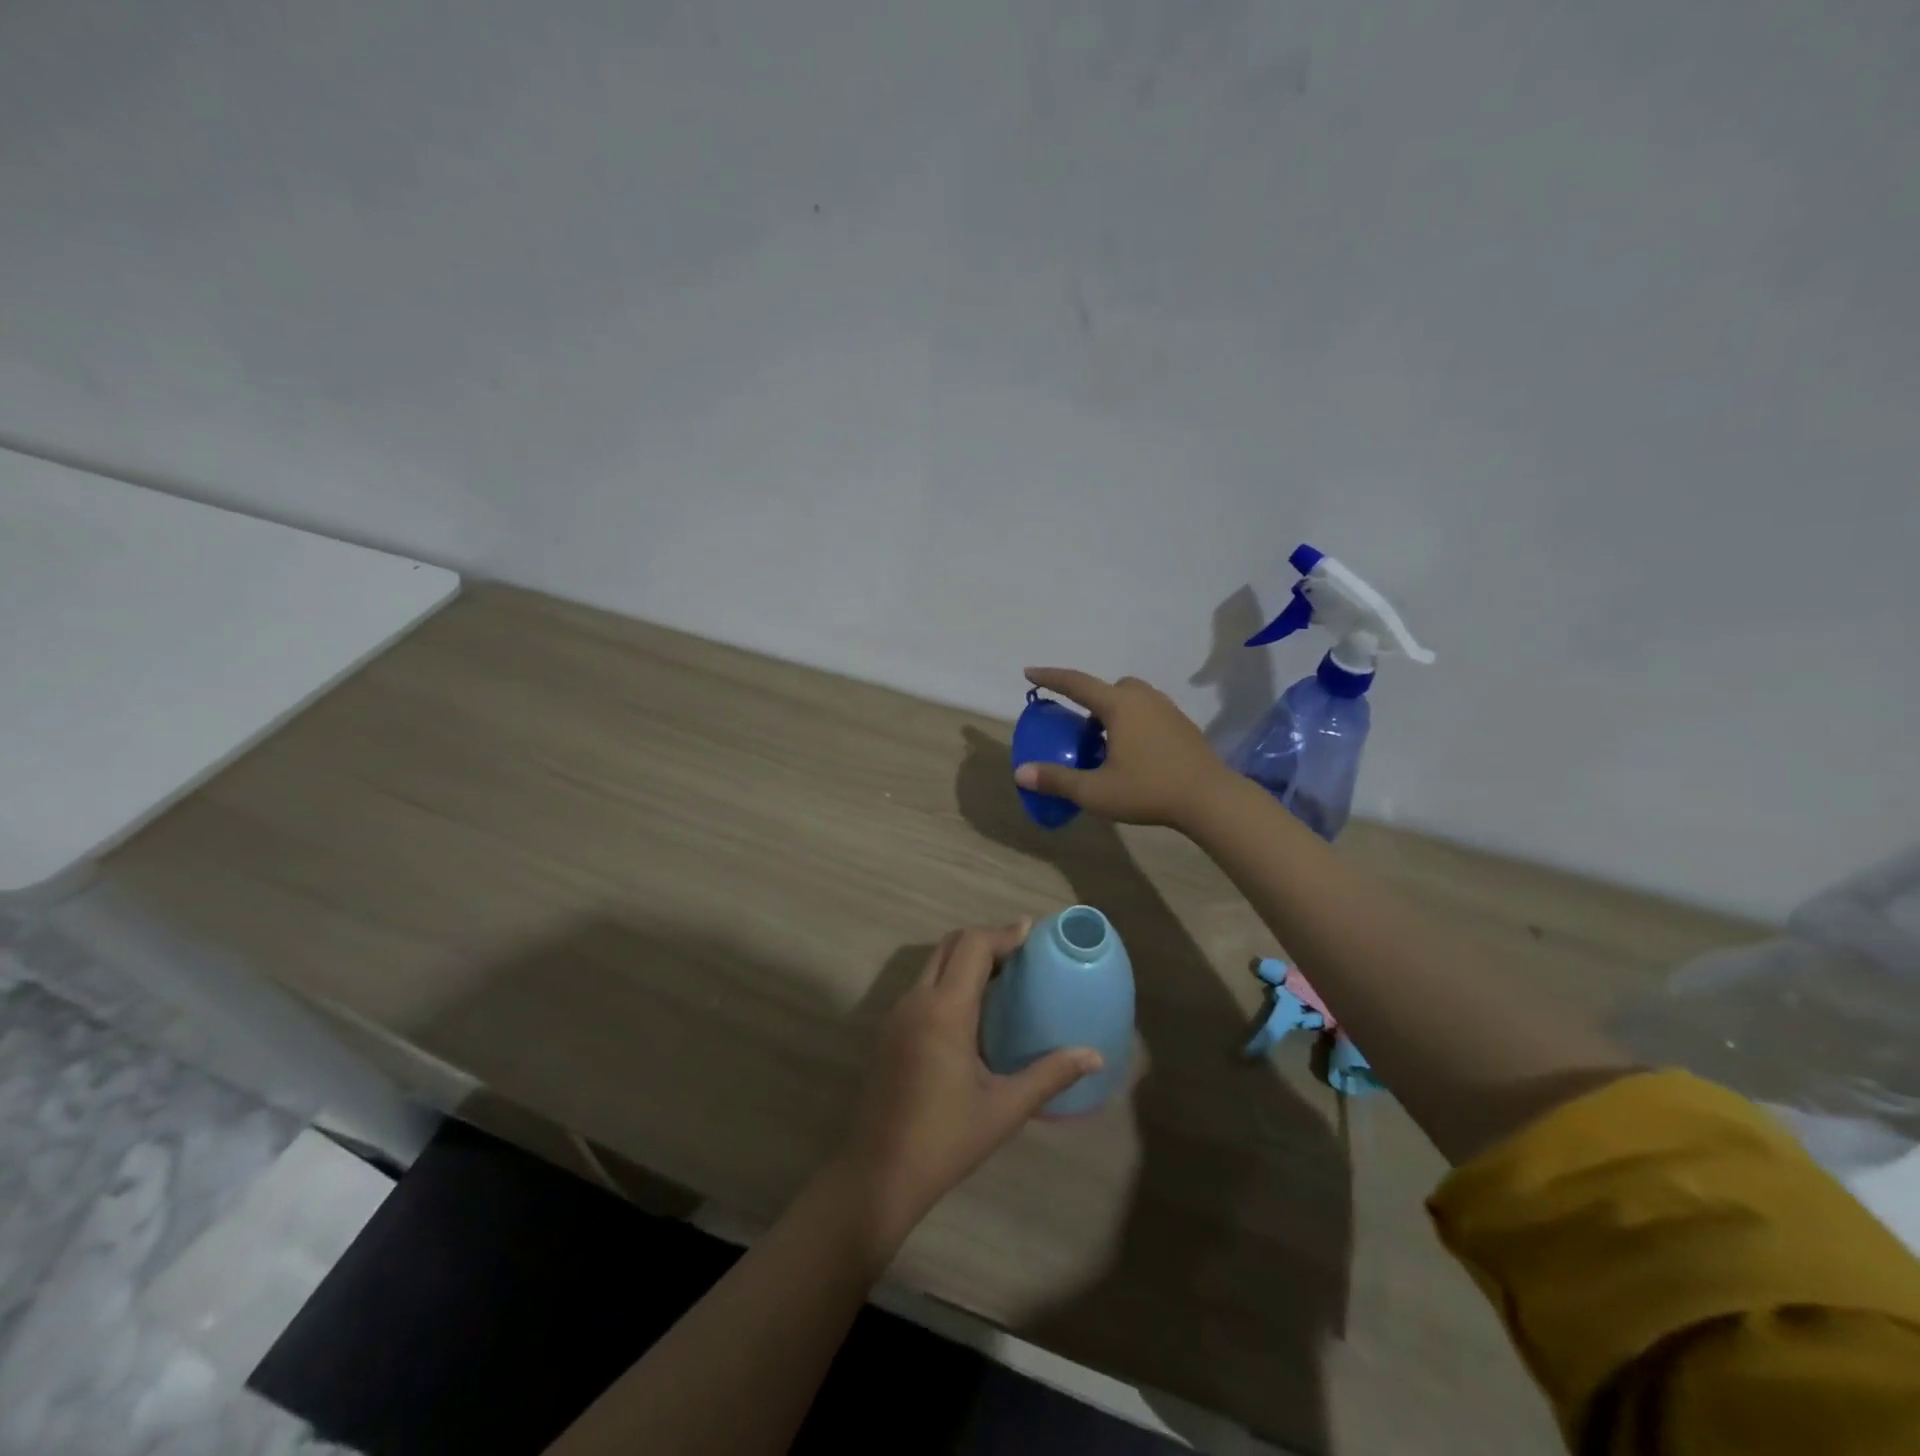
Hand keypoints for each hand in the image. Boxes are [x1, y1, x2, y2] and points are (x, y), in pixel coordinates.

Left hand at [836, 924, 1101, 1245]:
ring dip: (964, 959)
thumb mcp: (1005, 1108)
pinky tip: (971, 1011)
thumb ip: (1050, 1075)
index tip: (1031, 931)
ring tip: (1001, 977)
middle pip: (949, 946)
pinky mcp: (888, 1033)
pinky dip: (948, 980)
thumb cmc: (946, 1140)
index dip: (1003, 933)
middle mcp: (916, 1001)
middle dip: (985, 940)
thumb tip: (1095, 1055)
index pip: (973, 946)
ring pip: (932, 965)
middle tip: (1020, 952)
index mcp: (945, 1011)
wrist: (878, 1174)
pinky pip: (922, 988)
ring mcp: (896, 1015)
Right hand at [1014, 667, 1230, 830]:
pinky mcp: (1183, 727)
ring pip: (1132, 699)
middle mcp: (1144, 699)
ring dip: (1114, 712)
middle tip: (1081, 728)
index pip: (1076, 683)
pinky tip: (1134, 754)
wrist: (1210, 799)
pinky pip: (1149, 713)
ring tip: (1106, 743)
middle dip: (1090, 699)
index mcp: (1119, 705)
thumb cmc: (1149, 790)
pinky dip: (1134, 723)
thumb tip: (1021, 772)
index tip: (1030, 672)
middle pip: (1110, 687)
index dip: (1051, 677)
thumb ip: (1057, 780)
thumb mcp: (1095, 791)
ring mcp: (1168, 710)